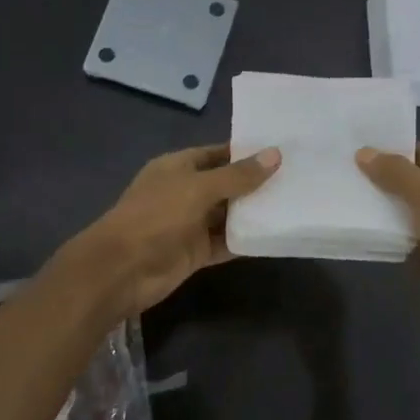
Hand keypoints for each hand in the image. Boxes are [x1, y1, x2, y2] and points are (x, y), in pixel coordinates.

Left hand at [56, 144, 279, 319]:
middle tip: (297, 178)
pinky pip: (226, 242)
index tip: (281, 150)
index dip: (246, 152)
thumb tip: (275, 154)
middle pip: (225, 184)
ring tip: (293, 204)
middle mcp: (184, 192)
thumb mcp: (198, 189)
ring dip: (253, 212)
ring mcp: (190, 224)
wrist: (122, 269)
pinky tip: (274, 235)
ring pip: (228, 215)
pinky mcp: (195, 252)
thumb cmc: (156, 216)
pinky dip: (245, 239)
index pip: (217, 154)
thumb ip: (237, 175)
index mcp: (177, 168)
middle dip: (255, 183)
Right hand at [356, 143, 419, 357]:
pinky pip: (401, 235)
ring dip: (379, 205)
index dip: (392, 149)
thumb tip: (364, 153)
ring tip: (343, 194)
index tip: (357, 147)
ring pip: (404, 209)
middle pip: (411, 181)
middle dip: (380, 177)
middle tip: (343, 171)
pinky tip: (357, 225)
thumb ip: (396, 172)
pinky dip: (383, 231)